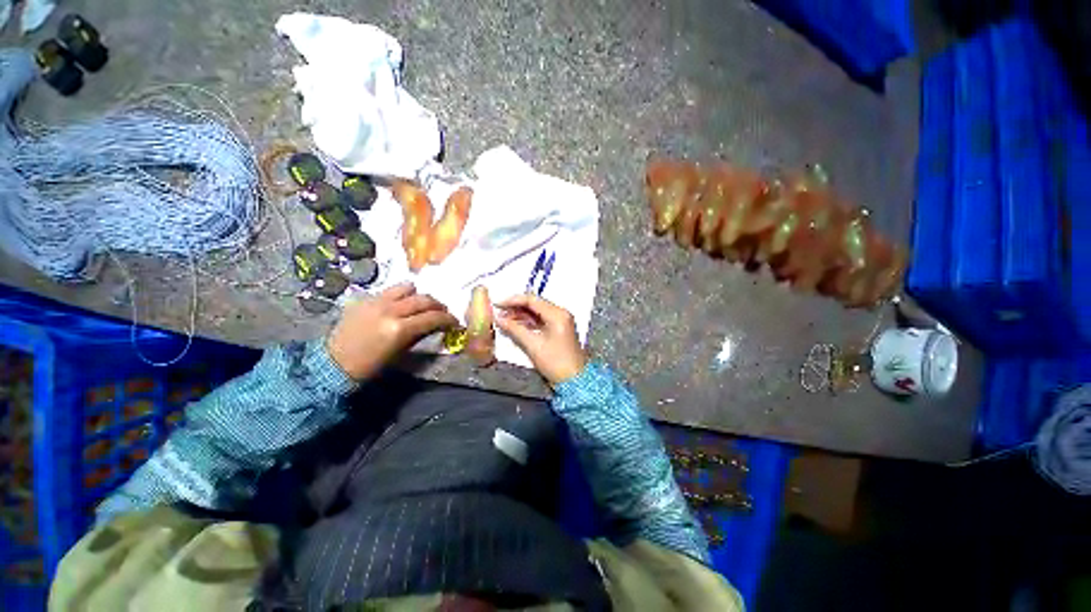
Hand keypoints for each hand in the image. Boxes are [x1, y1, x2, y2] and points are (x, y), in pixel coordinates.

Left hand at [327, 283, 457, 379]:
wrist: (333, 363)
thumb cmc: (370, 365)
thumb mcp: (400, 352)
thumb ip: (420, 335)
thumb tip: (435, 325)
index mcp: (399, 329)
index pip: (432, 317)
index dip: (448, 319)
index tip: (455, 321)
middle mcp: (390, 310)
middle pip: (424, 299)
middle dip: (438, 305)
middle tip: (442, 312)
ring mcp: (376, 301)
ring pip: (408, 287)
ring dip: (419, 295)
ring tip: (421, 304)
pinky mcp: (365, 298)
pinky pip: (390, 290)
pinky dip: (401, 295)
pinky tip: (400, 304)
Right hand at [495, 294, 587, 385]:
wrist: (574, 381)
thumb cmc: (556, 363)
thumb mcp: (533, 345)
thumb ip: (514, 329)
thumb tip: (499, 319)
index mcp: (557, 314)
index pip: (532, 300)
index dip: (513, 300)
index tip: (497, 304)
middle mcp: (560, 313)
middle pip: (535, 304)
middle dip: (516, 307)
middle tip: (499, 313)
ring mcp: (561, 321)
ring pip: (537, 312)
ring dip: (520, 315)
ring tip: (504, 320)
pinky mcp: (558, 329)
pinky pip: (540, 320)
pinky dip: (528, 322)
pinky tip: (515, 326)